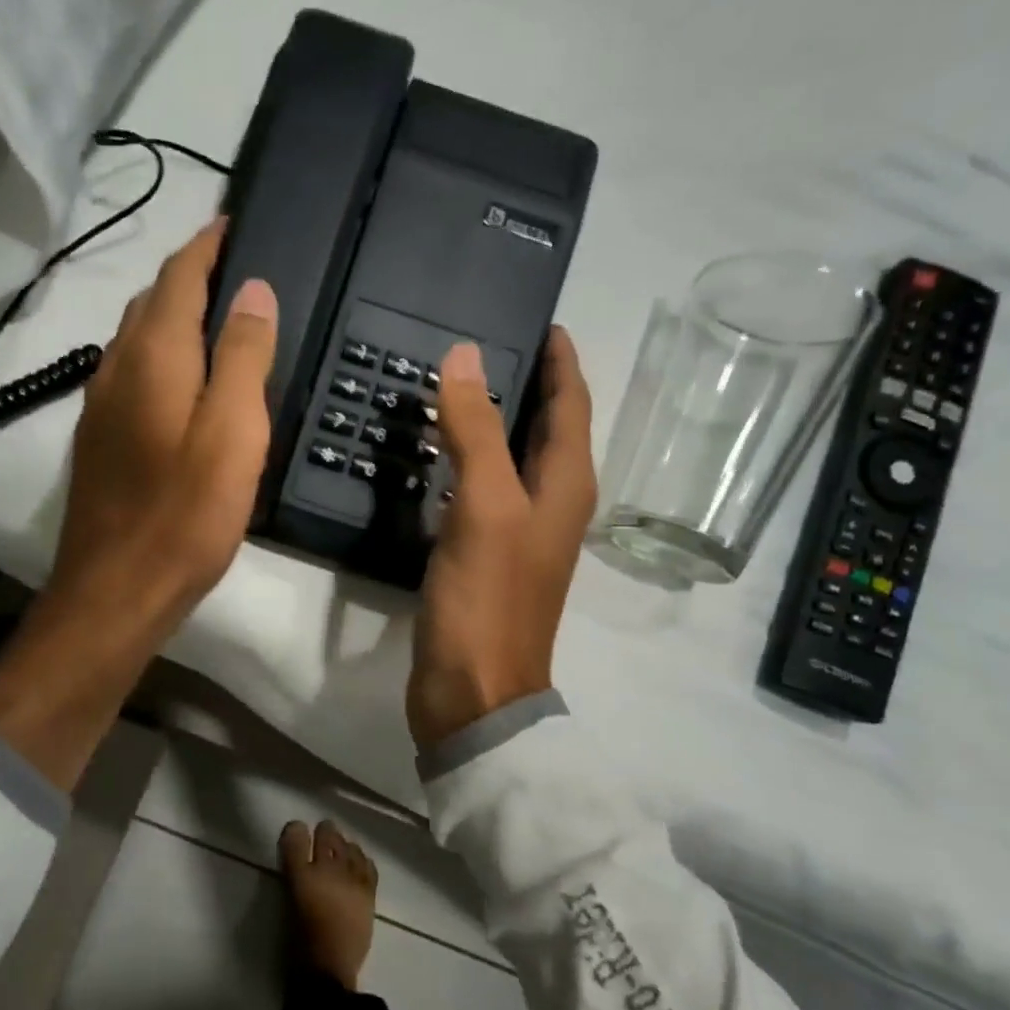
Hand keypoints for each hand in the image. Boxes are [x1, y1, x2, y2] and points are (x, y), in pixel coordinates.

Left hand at [51, 218, 277, 624]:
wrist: (117, 590)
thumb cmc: (185, 513)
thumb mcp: (233, 432)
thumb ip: (242, 356)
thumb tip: (252, 289)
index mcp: (153, 355)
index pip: (178, 275)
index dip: (208, 244)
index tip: (237, 222)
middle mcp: (116, 367)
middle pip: (151, 302)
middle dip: (190, 277)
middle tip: (239, 274)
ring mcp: (100, 405)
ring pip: (137, 339)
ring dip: (173, 318)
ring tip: (218, 322)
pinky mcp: (99, 441)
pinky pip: (132, 376)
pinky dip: (161, 358)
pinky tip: (183, 384)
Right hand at [407, 328, 595, 749]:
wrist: (474, 691)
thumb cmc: (488, 599)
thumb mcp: (485, 506)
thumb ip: (476, 431)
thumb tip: (465, 357)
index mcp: (567, 485)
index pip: (572, 404)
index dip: (560, 360)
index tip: (540, 319)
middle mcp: (552, 503)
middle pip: (547, 427)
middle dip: (527, 382)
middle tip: (485, 342)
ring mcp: (519, 532)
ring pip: (513, 458)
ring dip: (494, 420)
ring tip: (456, 386)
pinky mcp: (487, 554)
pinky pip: (483, 489)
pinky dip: (467, 460)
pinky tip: (437, 453)